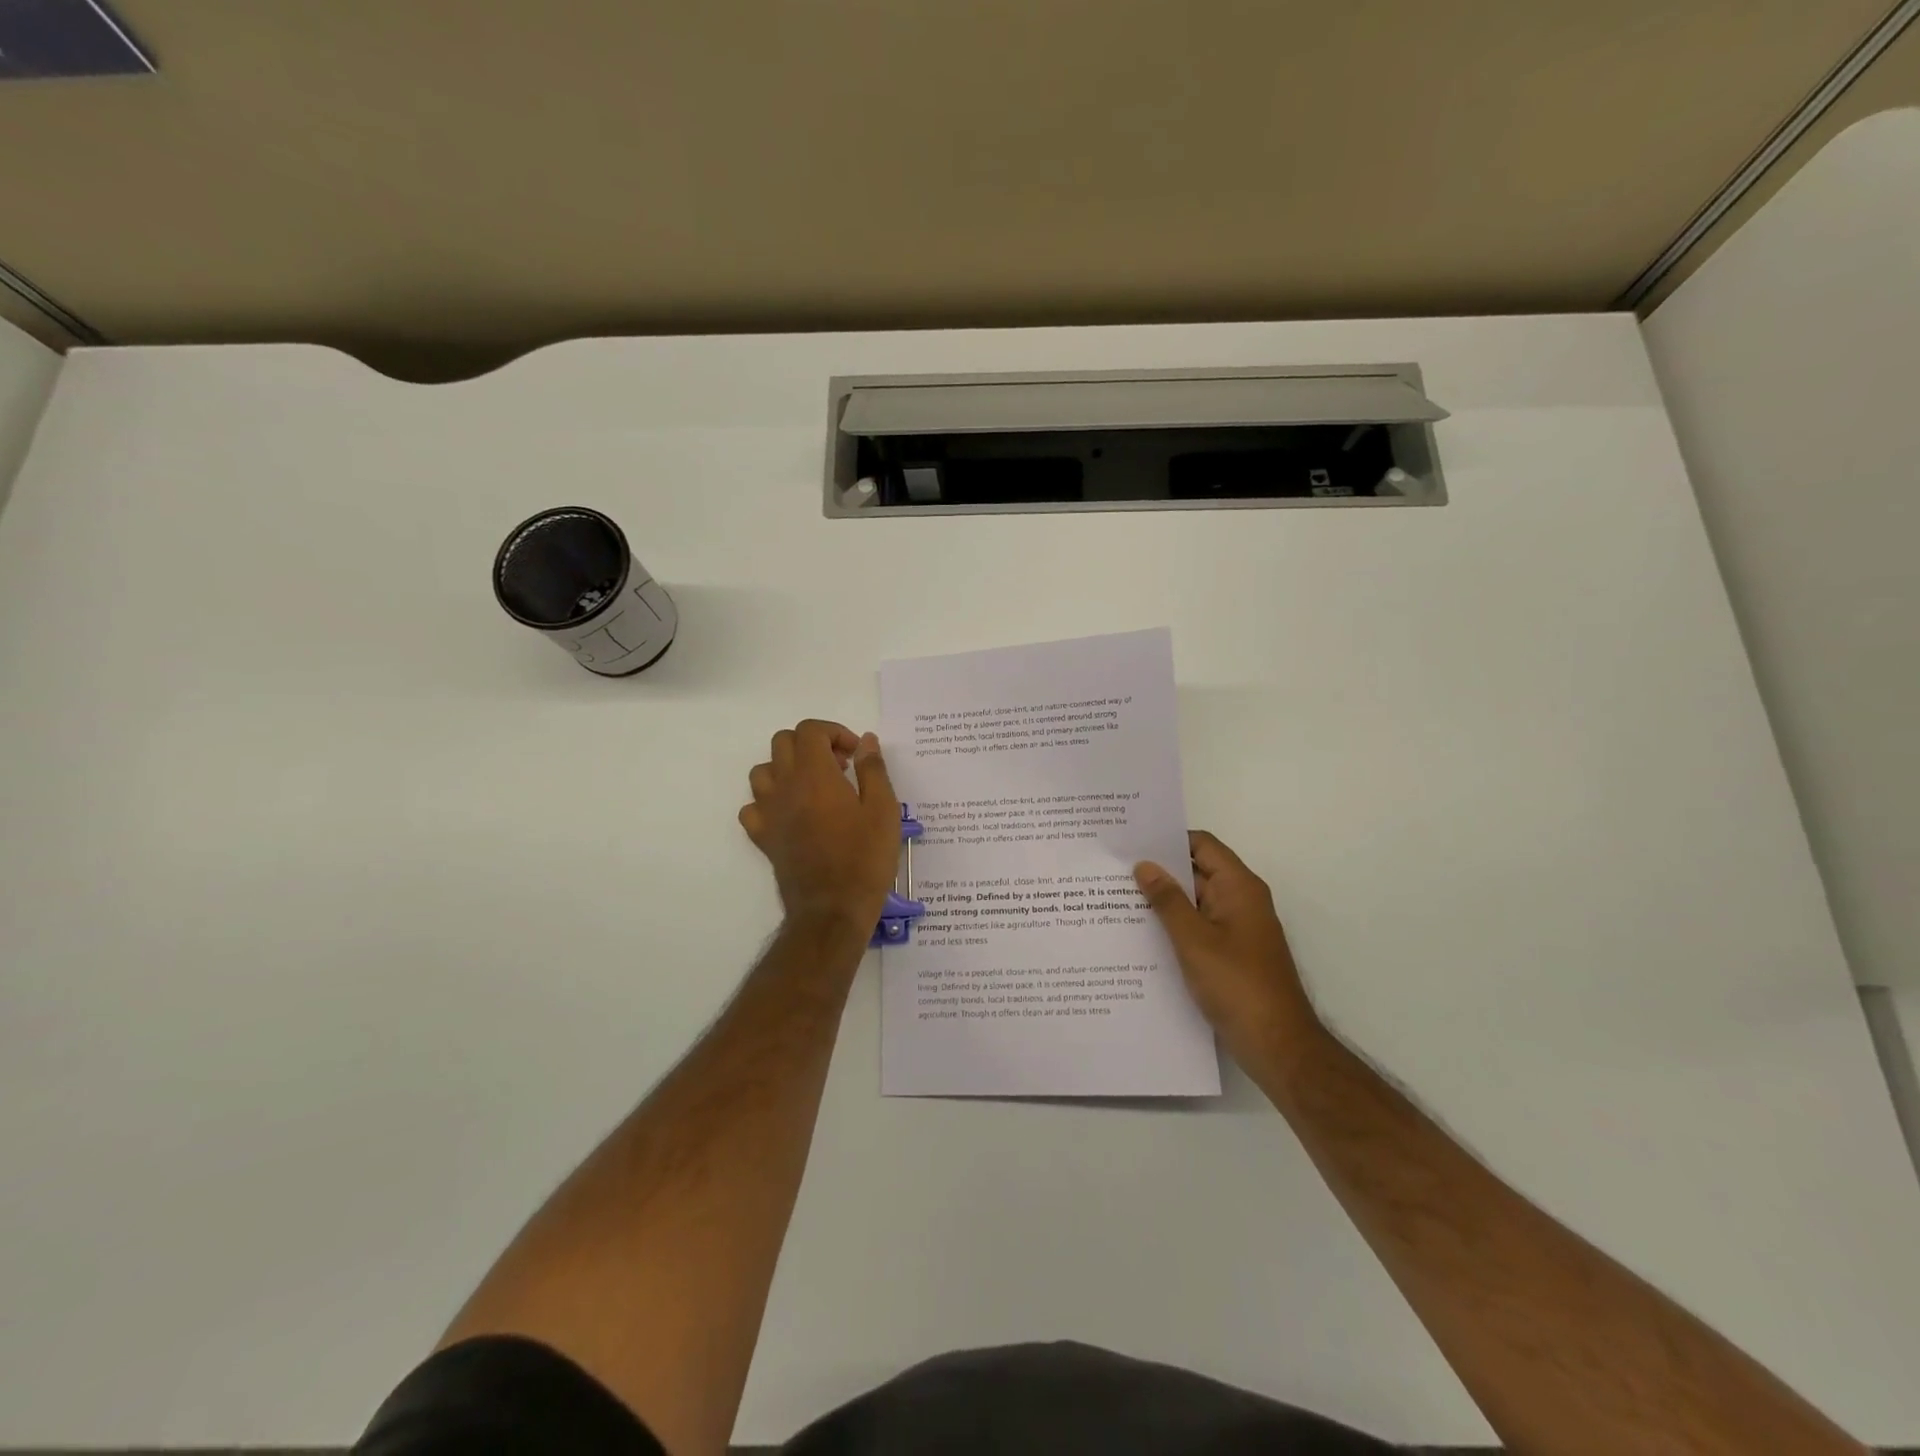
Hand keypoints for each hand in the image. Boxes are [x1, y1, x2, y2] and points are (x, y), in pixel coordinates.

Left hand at [739, 720, 900, 930]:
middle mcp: (784, 786)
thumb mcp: (883, 810)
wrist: (832, 909)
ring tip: (815, 786)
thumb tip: (867, 741)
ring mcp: (768, 812)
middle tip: (840, 766)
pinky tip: (791, 813)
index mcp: (814, 775)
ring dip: (787, 768)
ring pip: (763, 770)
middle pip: (783, 742)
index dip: (834, 732)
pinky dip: (769, 801)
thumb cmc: (864, 858)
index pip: (809, 730)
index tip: (855, 754)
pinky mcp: (762, 837)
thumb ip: (873, 769)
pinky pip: (752, 806)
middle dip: (812, 744)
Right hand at [1135, 831, 1319, 1063]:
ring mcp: (1237, 929)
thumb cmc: (1236, 985)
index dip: (1169, 839)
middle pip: (1197, 872)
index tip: (1132, 841)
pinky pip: (1199, 928)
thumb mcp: (1194, 940)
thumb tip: (1145, 866)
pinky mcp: (1231, 954)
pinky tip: (1141, 936)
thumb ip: (1167, 901)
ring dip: (1164, 901)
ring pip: (1195, 903)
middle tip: (1113, 870)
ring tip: (1117, 900)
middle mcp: (1241, 901)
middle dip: (1160, 871)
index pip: (1202, 845)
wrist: (1278, 1045)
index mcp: (1239, 887)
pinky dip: (1174, 927)